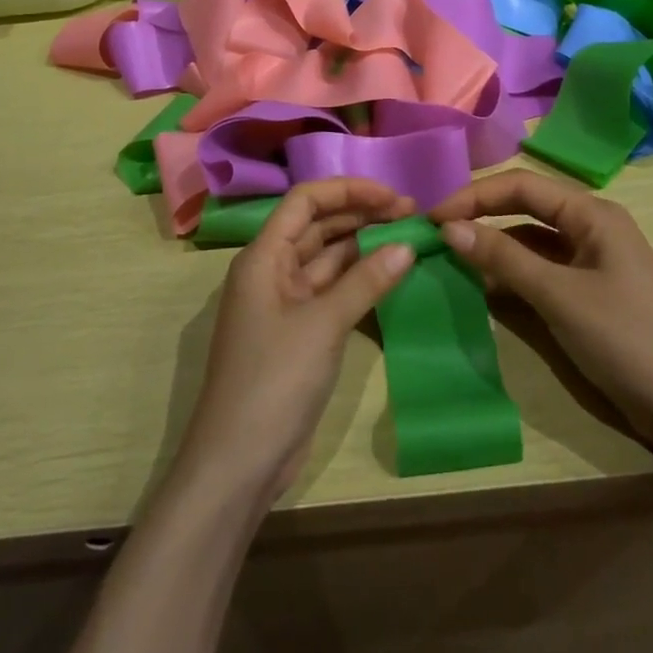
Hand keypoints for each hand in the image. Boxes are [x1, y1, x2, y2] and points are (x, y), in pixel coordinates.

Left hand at [172, 179, 416, 510]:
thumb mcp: (323, 325)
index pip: (305, 201)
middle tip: (412, 213)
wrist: (239, 462)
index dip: (347, 190)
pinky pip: (332, 290)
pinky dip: (360, 278)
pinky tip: (391, 272)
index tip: (392, 195)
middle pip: (318, 225)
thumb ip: (366, 280)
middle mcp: (272, 271)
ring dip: (364, 244)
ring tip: (409, 234)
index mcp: (263, 257)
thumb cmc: (273, 381)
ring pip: (328, 257)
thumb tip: (408, 244)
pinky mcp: (300, 331)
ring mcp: (285, 302)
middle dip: (361, 214)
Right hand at [430, 170, 652, 456]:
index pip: (521, 186)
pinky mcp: (587, 294)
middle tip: (434, 235)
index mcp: (591, 213)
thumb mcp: (560, 295)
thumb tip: (449, 228)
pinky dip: (511, 275)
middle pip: (525, 209)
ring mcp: (590, 262)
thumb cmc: (627, 338)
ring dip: (493, 247)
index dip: (474, 196)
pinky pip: (540, 271)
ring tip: (448, 258)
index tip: (433, 218)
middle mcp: (590, 228)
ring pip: (530, 242)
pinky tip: (483, 287)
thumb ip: (503, 258)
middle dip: (480, 217)